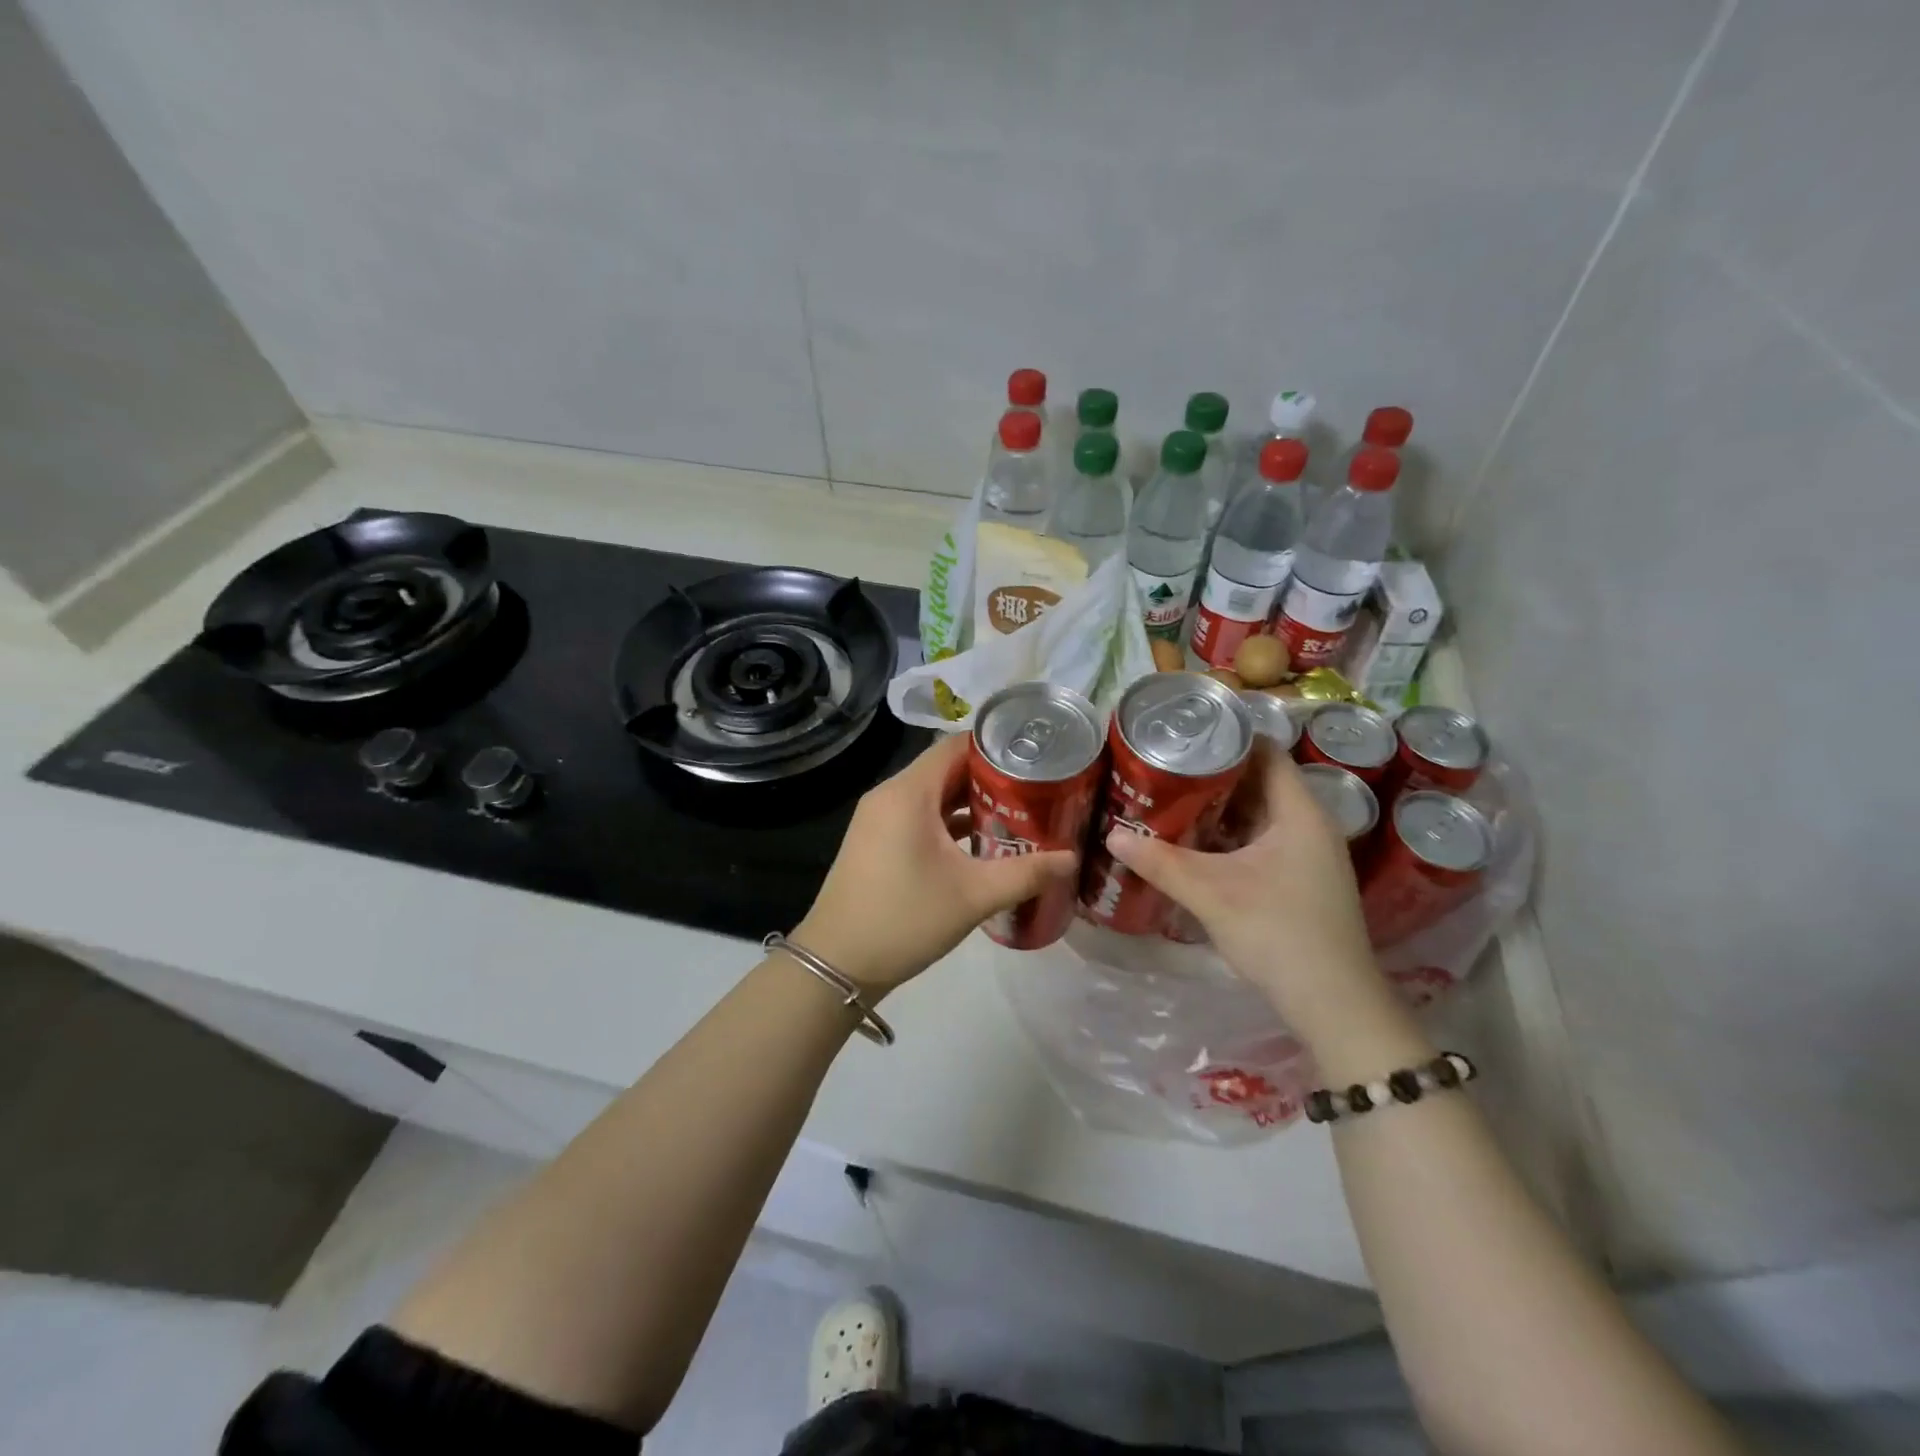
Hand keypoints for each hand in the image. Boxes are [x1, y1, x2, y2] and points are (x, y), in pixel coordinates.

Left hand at [794, 732, 1077, 995]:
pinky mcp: (875, 840)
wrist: (837, 963)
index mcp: (908, 792)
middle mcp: (890, 794)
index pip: (955, 746)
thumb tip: (1072, 858)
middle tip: (1036, 788)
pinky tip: (980, 842)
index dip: (996, 747)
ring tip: (1017, 813)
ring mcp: (878, 818)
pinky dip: (947, 821)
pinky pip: (918, 815)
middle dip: (989, 777)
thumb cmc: (905, 919)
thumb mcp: (974, 896)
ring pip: (931, 794)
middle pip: (945, 768)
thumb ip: (1027, 873)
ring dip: (969, 801)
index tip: (1035, 757)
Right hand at [1104, 746, 1406, 1049]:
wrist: (1333, 1003)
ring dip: (1220, 806)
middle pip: (1259, 780)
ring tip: (1171, 795)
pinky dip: (1230, 834)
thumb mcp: (1211, 894)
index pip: (1266, 751)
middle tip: (1165, 763)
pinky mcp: (1301, 878)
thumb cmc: (1278, 933)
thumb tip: (1111, 834)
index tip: (1183, 731)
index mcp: (1299, 812)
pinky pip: (1261, 839)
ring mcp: (1309, 854)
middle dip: (1213, 772)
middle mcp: (1309, 824)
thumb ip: (1161, 862)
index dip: (1227, 735)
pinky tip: (1195, 841)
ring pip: (1259, 813)